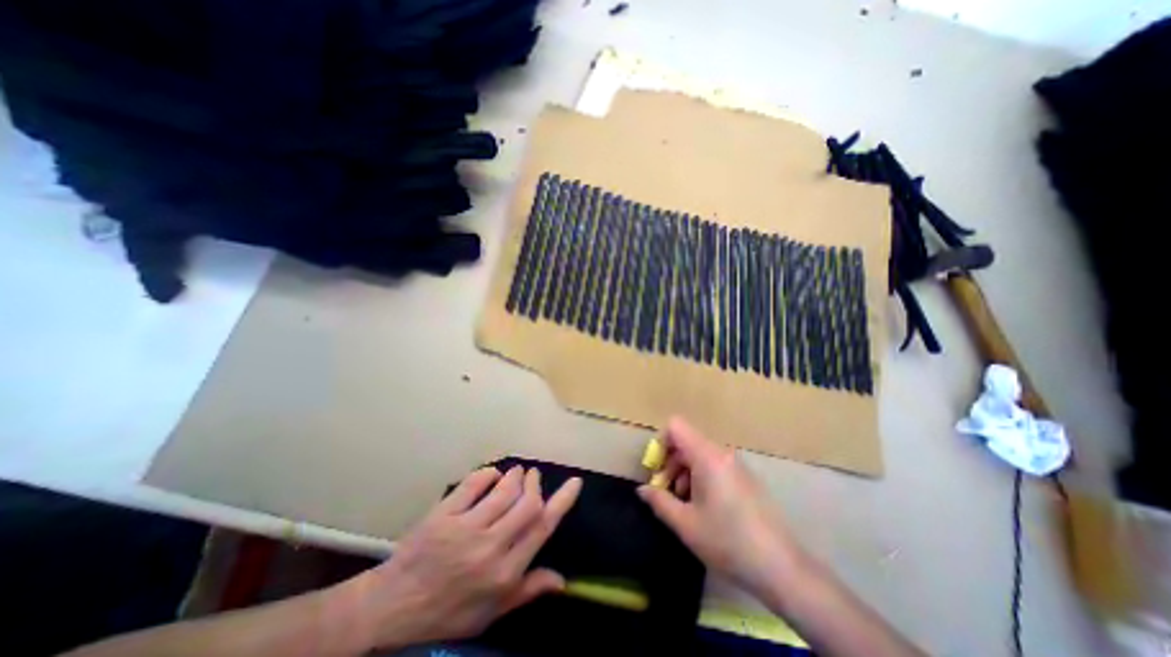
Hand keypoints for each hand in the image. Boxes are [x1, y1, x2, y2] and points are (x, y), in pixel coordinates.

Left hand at [348, 464, 584, 648]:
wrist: (391, 612)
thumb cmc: (446, 614)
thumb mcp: (490, 613)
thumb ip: (527, 590)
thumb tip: (562, 580)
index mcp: (504, 573)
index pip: (542, 528)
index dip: (562, 501)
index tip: (575, 482)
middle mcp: (490, 547)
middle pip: (527, 503)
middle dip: (535, 484)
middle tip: (534, 476)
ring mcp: (464, 529)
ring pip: (503, 490)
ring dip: (514, 476)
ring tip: (517, 473)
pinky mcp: (443, 515)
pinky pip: (472, 484)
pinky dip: (487, 473)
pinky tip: (491, 474)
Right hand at [631, 419, 805, 596]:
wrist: (781, 567)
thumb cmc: (727, 541)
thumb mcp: (685, 523)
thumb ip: (659, 501)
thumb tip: (642, 489)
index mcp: (707, 456)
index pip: (675, 426)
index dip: (660, 443)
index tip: (657, 471)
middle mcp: (722, 452)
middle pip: (686, 440)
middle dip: (670, 462)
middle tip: (667, 492)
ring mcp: (736, 464)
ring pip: (699, 453)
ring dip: (684, 471)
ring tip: (684, 503)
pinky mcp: (745, 476)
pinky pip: (714, 464)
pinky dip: (701, 476)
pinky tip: (704, 507)